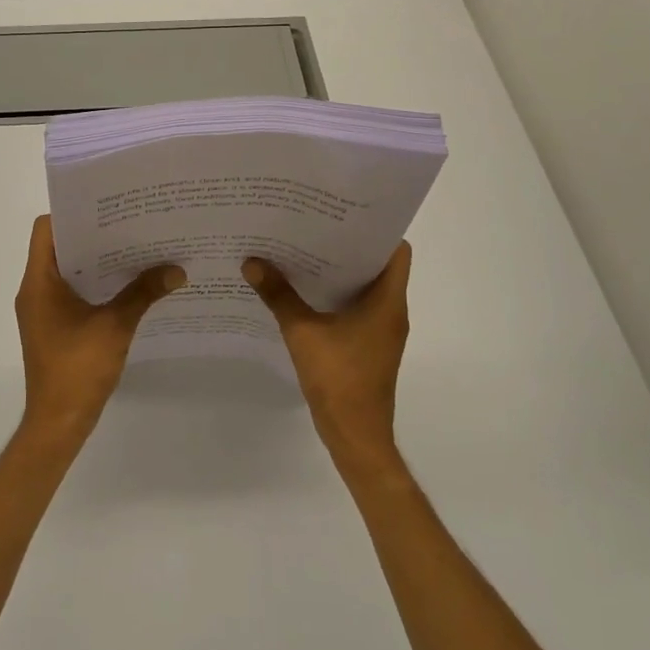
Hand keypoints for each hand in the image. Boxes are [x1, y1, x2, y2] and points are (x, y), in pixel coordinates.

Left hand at [15, 216, 184, 441]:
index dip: (73, 214)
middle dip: (93, 235)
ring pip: (67, 270)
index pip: (46, 229)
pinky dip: (95, 283)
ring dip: (96, 260)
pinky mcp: (53, 326)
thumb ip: (143, 293)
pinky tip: (127, 284)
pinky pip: (72, 292)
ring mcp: (42, 310)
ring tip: (134, 248)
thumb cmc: (78, 369)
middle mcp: (35, 290)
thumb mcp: (115, 326)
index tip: (107, 208)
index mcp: (39, 282)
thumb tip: (177, 270)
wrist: (58, 423)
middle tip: (130, 223)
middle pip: (59, 246)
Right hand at [243, 244, 411, 461]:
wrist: (356, 435)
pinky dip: (336, 297)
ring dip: (340, 273)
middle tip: (313, 227)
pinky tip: (304, 293)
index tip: (343, 214)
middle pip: (378, 266)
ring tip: (303, 252)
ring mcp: (382, 331)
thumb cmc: (338, 379)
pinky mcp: (369, 347)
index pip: (396, 250)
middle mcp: (391, 311)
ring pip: (366, 289)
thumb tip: (252, 262)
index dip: (375, 229)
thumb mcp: (302, 332)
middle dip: (347, 246)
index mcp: (387, 301)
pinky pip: (357, 310)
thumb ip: (278, 295)